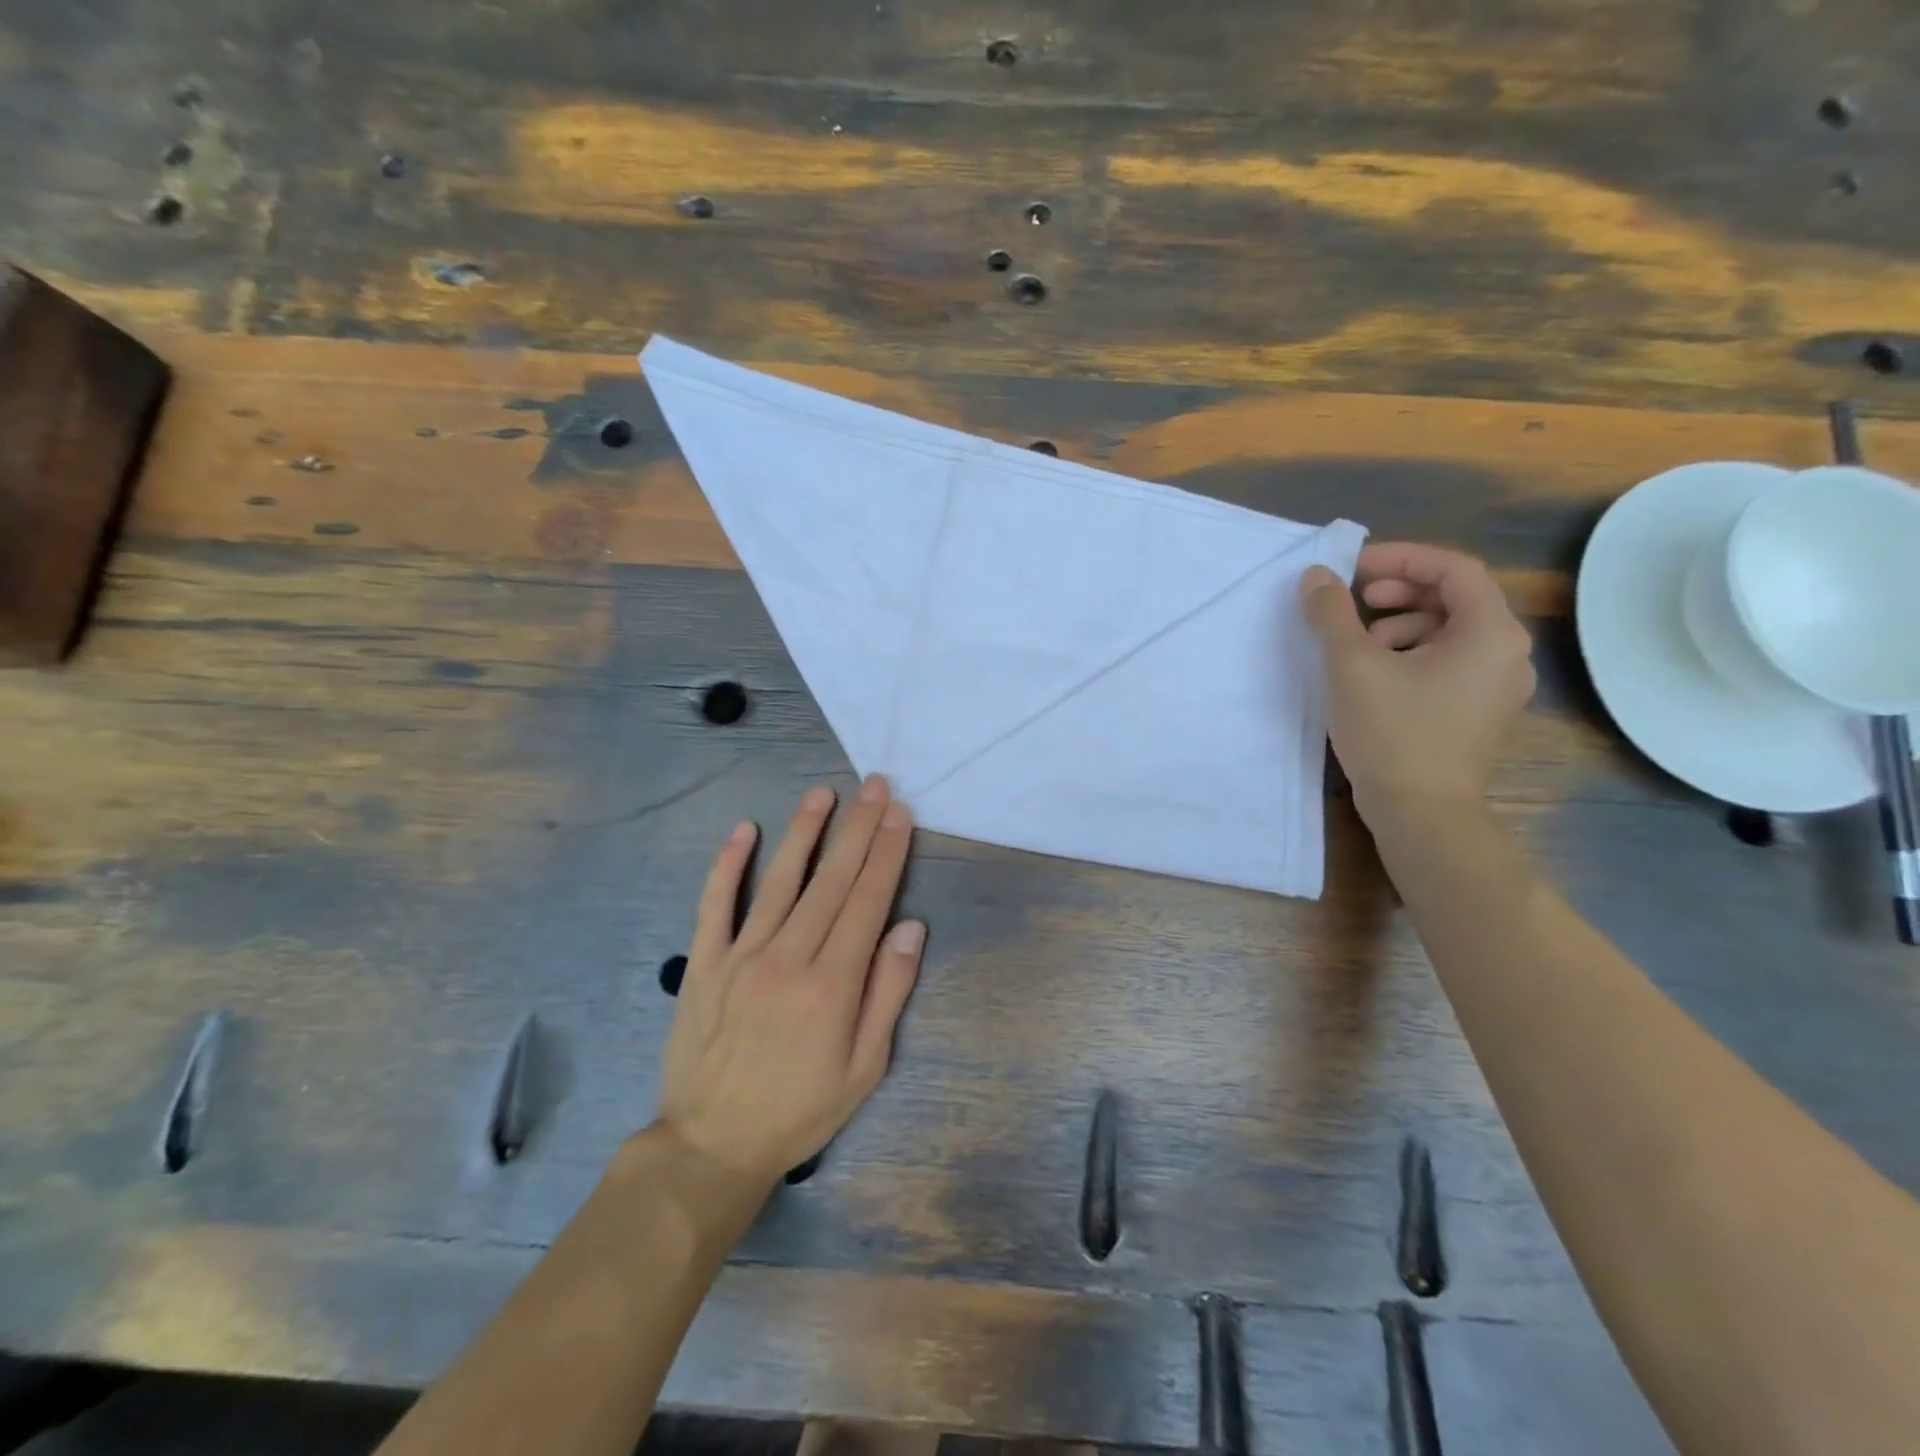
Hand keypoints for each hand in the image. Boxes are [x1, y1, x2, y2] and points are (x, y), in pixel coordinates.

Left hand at [656, 776, 925, 1187]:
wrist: (712, 1144)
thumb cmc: (800, 1109)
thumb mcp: (865, 1068)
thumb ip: (888, 993)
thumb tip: (910, 927)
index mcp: (832, 984)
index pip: (867, 901)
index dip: (887, 853)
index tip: (900, 815)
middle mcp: (788, 958)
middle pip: (831, 880)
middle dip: (858, 828)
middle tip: (875, 787)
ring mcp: (740, 956)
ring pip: (779, 881)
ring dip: (804, 832)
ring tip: (824, 794)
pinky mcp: (703, 963)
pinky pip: (715, 904)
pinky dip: (729, 865)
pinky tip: (744, 830)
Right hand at [1301, 542, 1535, 820]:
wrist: (1420, 814)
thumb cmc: (1392, 733)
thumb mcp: (1351, 666)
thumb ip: (1332, 613)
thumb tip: (1315, 576)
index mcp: (1490, 633)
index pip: (1453, 569)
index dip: (1401, 558)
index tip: (1354, 568)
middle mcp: (1506, 653)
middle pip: (1455, 598)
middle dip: (1399, 592)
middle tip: (1356, 599)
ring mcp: (1497, 686)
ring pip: (1448, 632)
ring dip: (1400, 625)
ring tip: (1359, 647)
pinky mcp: (1479, 712)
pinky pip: (1448, 663)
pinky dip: (1411, 655)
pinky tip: (1375, 677)